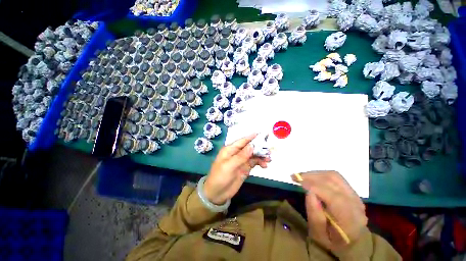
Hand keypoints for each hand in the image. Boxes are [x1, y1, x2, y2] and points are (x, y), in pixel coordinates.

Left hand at [204, 133, 269, 204]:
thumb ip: (241, 156)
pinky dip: (260, 163)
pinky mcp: (245, 168)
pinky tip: (265, 165)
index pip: (242, 141)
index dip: (251, 137)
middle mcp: (236, 153)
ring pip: (253, 155)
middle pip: (249, 147)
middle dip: (259, 147)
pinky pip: (254, 163)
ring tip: (269, 159)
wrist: (217, 194)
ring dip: (261, 156)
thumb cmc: (220, 177)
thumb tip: (252, 145)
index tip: (261, 134)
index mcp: (230, 150)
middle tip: (269, 149)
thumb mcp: (229, 166)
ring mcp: (241, 161)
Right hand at [294, 171, 366, 251]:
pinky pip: (335, 177)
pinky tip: (311, 177)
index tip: (297, 182)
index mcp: (350, 220)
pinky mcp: (351, 191)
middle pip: (334, 183)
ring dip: (315, 174)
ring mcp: (355, 196)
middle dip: (312, 177)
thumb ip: (315, 215)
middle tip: (295, 176)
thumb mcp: (318, 234)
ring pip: (334, 176)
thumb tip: (309, 192)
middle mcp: (356, 205)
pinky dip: (321, 174)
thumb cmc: (330, 240)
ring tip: (301, 176)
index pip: (335, 198)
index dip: (315, 187)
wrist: (347, 242)